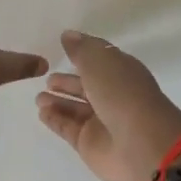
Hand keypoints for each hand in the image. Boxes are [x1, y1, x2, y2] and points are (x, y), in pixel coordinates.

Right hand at [35, 32, 180, 180]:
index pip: (101, 60)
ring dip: (58, 102)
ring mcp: (102, 122)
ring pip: (76, 109)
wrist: (141, 145)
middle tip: (47, 78)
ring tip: (39, 97)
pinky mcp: (89, 144)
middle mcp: (113, 96)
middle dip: (68, 82)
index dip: (84, 54)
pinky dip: (55, 120)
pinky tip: (41, 112)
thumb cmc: (122, 94)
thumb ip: (81, 49)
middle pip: (87, 86)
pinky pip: (68, 128)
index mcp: (122, 72)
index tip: (63, 48)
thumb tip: (68, 35)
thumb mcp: (100, 62)